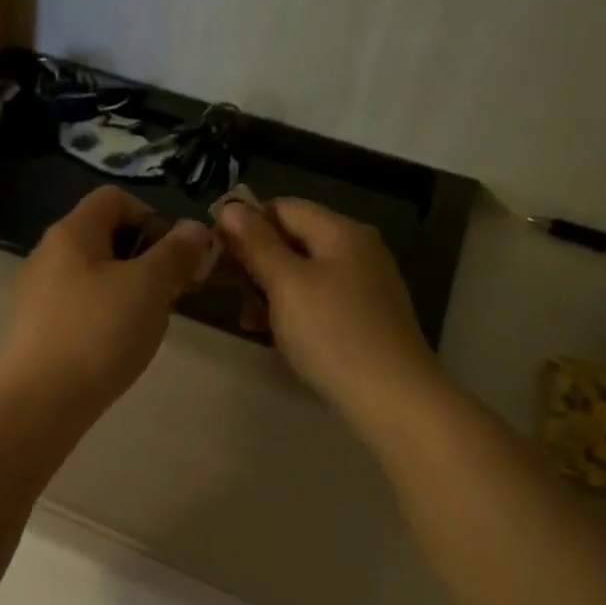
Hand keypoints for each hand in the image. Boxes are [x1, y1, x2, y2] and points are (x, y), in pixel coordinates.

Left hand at [0, 187, 213, 419]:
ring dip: (130, 288)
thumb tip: (195, 229)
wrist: (42, 401)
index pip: (114, 198)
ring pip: (96, 274)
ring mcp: (39, 293)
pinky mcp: (38, 328)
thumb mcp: (149, 286)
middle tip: (172, 290)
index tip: (176, 254)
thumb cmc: (99, 332)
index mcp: (71, 232)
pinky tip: (119, 343)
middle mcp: (48, 254)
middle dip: (147, 257)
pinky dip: (107, 313)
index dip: (152, 216)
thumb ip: (176, 252)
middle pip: (105, 236)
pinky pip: (81, 305)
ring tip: (150, 320)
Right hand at [216, 197, 437, 422]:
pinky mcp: (363, 317)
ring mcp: (363, 285)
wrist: (391, 397)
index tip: (214, 252)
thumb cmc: (332, 333)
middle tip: (223, 288)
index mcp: (341, 232)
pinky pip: (317, 301)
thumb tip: (229, 207)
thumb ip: (256, 244)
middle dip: (255, 261)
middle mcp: (357, 250)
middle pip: (293, 240)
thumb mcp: (286, 284)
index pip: (283, 208)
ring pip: (302, 274)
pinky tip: (274, 335)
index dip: (244, 224)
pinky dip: (291, 311)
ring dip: (268, 290)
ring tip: (247, 320)